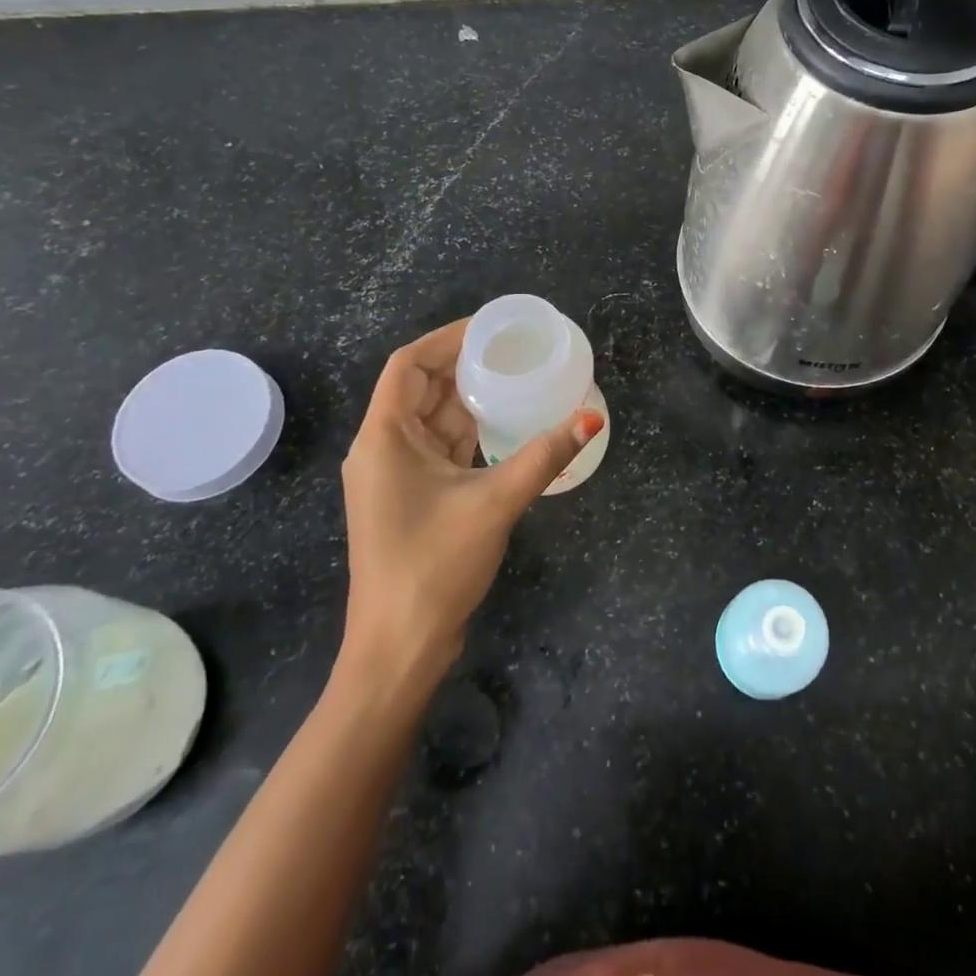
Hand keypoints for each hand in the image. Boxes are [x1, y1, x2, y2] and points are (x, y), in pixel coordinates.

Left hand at [336, 319, 603, 690]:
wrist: (400, 647)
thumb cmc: (434, 565)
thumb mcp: (495, 502)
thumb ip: (544, 456)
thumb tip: (592, 419)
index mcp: (384, 438)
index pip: (407, 365)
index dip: (446, 339)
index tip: (491, 328)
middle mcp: (382, 449)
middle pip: (420, 388)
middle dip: (463, 366)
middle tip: (513, 350)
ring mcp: (395, 476)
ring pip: (432, 420)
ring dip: (468, 400)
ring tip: (515, 378)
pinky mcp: (411, 498)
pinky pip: (440, 448)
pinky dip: (469, 432)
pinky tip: (505, 426)